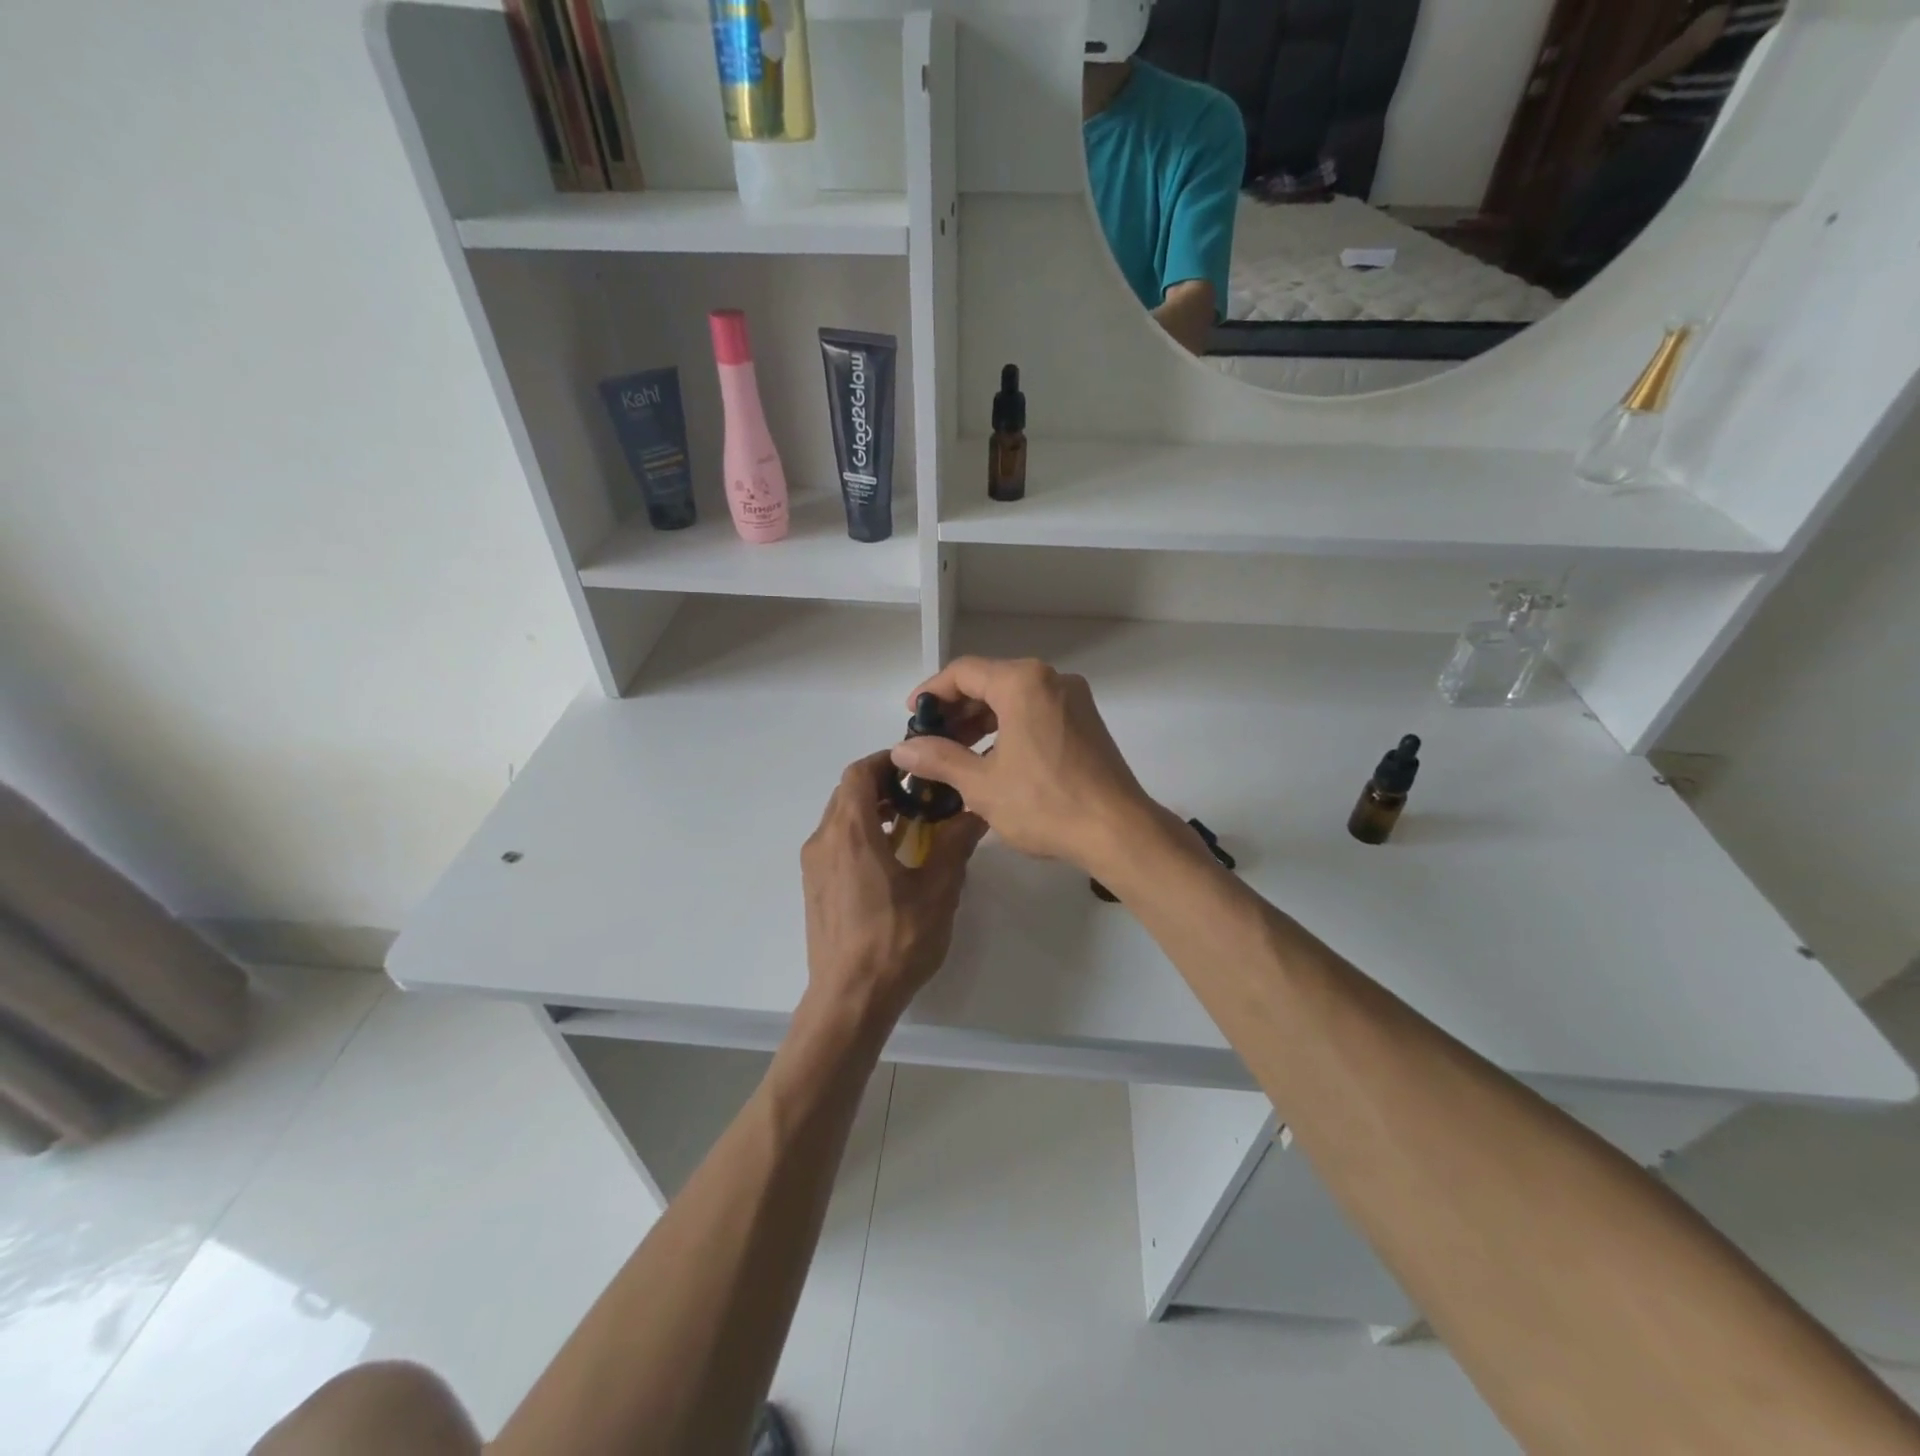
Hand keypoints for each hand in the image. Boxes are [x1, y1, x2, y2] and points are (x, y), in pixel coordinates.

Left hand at [800, 752, 987, 1024]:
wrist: (850, 999)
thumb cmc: (895, 941)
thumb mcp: (938, 890)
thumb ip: (956, 843)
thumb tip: (977, 810)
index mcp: (850, 832)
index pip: (859, 773)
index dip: (887, 760)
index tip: (919, 765)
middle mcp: (823, 840)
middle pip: (847, 792)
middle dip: (883, 784)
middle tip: (922, 793)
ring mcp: (813, 866)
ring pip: (839, 818)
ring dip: (872, 810)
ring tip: (911, 823)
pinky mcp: (814, 887)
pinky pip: (835, 843)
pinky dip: (860, 834)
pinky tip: (891, 858)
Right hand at [887, 657, 1154, 871]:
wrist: (1118, 831)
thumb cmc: (1044, 803)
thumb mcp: (981, 784)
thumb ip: (938, 759)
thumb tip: (902, 750)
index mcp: (1023, 682)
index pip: (963, 672)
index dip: (931, 693)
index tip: (911, 718)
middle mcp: (1052, 680)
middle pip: (990, 682)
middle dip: (956, 711)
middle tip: (931, 742)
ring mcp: (1074, 700)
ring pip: (1015, 699)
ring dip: (982, 722)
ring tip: (957, 756)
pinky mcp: (1087, 723)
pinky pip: (1037, 713)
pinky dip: (1009, 729)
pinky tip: (994, 761)